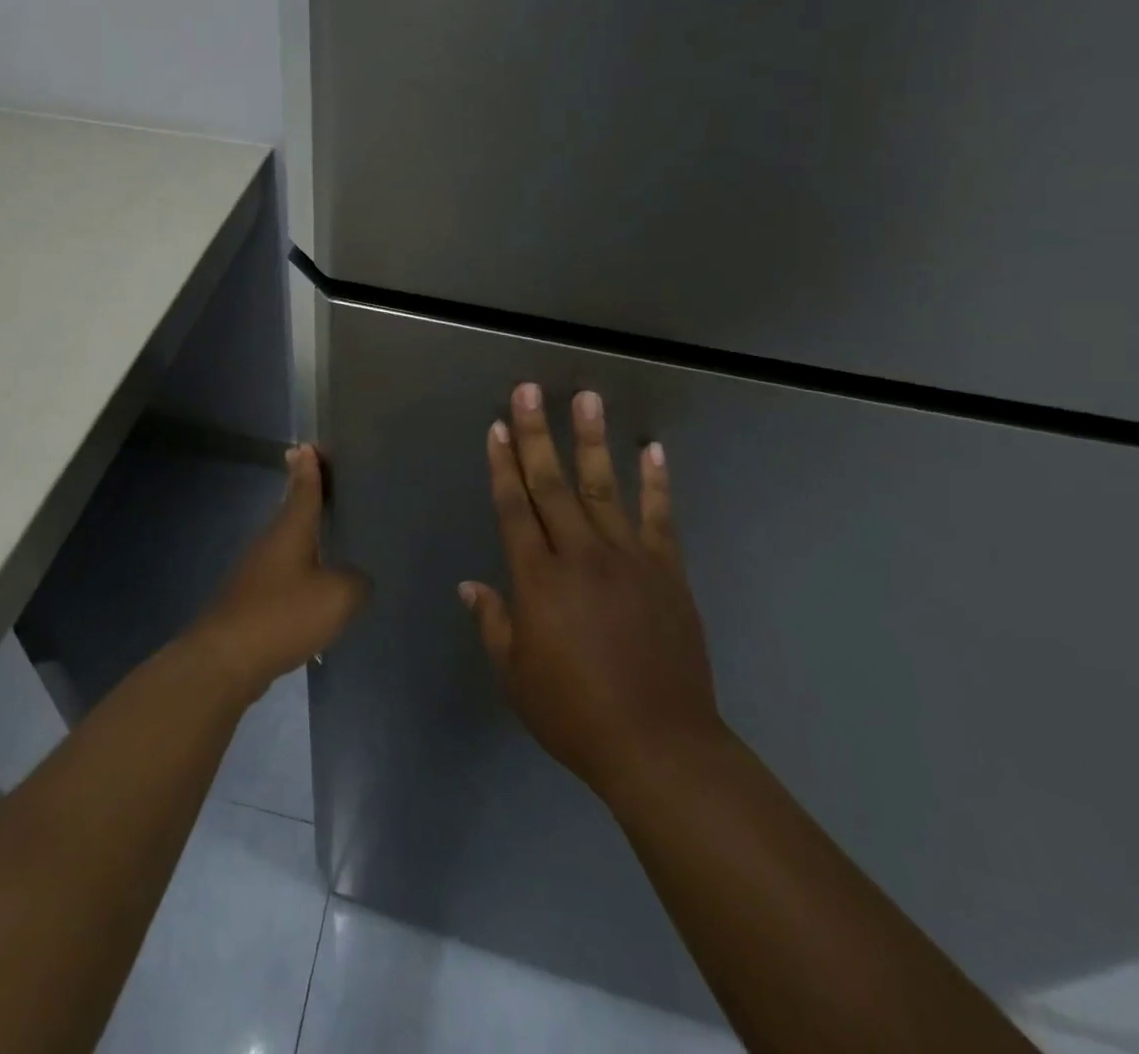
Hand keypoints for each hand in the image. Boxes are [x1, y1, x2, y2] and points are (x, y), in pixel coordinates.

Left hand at [191, 444, 368, 698]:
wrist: (226, 659)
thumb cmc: (283, 615)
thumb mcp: (337, 596)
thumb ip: (355, 582)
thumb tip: (355, 579)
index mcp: (290, 529)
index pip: (304, 488)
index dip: (311, 467)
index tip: (308, 446)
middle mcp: (270, 543)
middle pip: (292, 512)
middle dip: (306, 496)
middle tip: (324, 481)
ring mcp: (256, 572)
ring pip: (286, 545)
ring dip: (304, 538)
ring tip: (329, 537)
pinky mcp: (251, 601)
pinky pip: (282, 577)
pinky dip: (299, 574)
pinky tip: (313, 593)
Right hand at [461, 384, 724, 801]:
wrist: (660, 746)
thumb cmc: (574, 714)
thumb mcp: (516, 676)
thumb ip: (493, 623)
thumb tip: (471, 585)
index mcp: (538, 580)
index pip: (514, 508)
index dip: (502, 465)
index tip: (496, 427)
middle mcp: (580, 556)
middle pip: (551, 484)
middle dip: (536, 434)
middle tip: (528, 391)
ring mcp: (629, 559)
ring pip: (603, 487)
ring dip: (591, 440)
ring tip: (587, 398)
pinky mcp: (667, 572)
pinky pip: (659, 518)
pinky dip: (656, 482)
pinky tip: (652, 450)